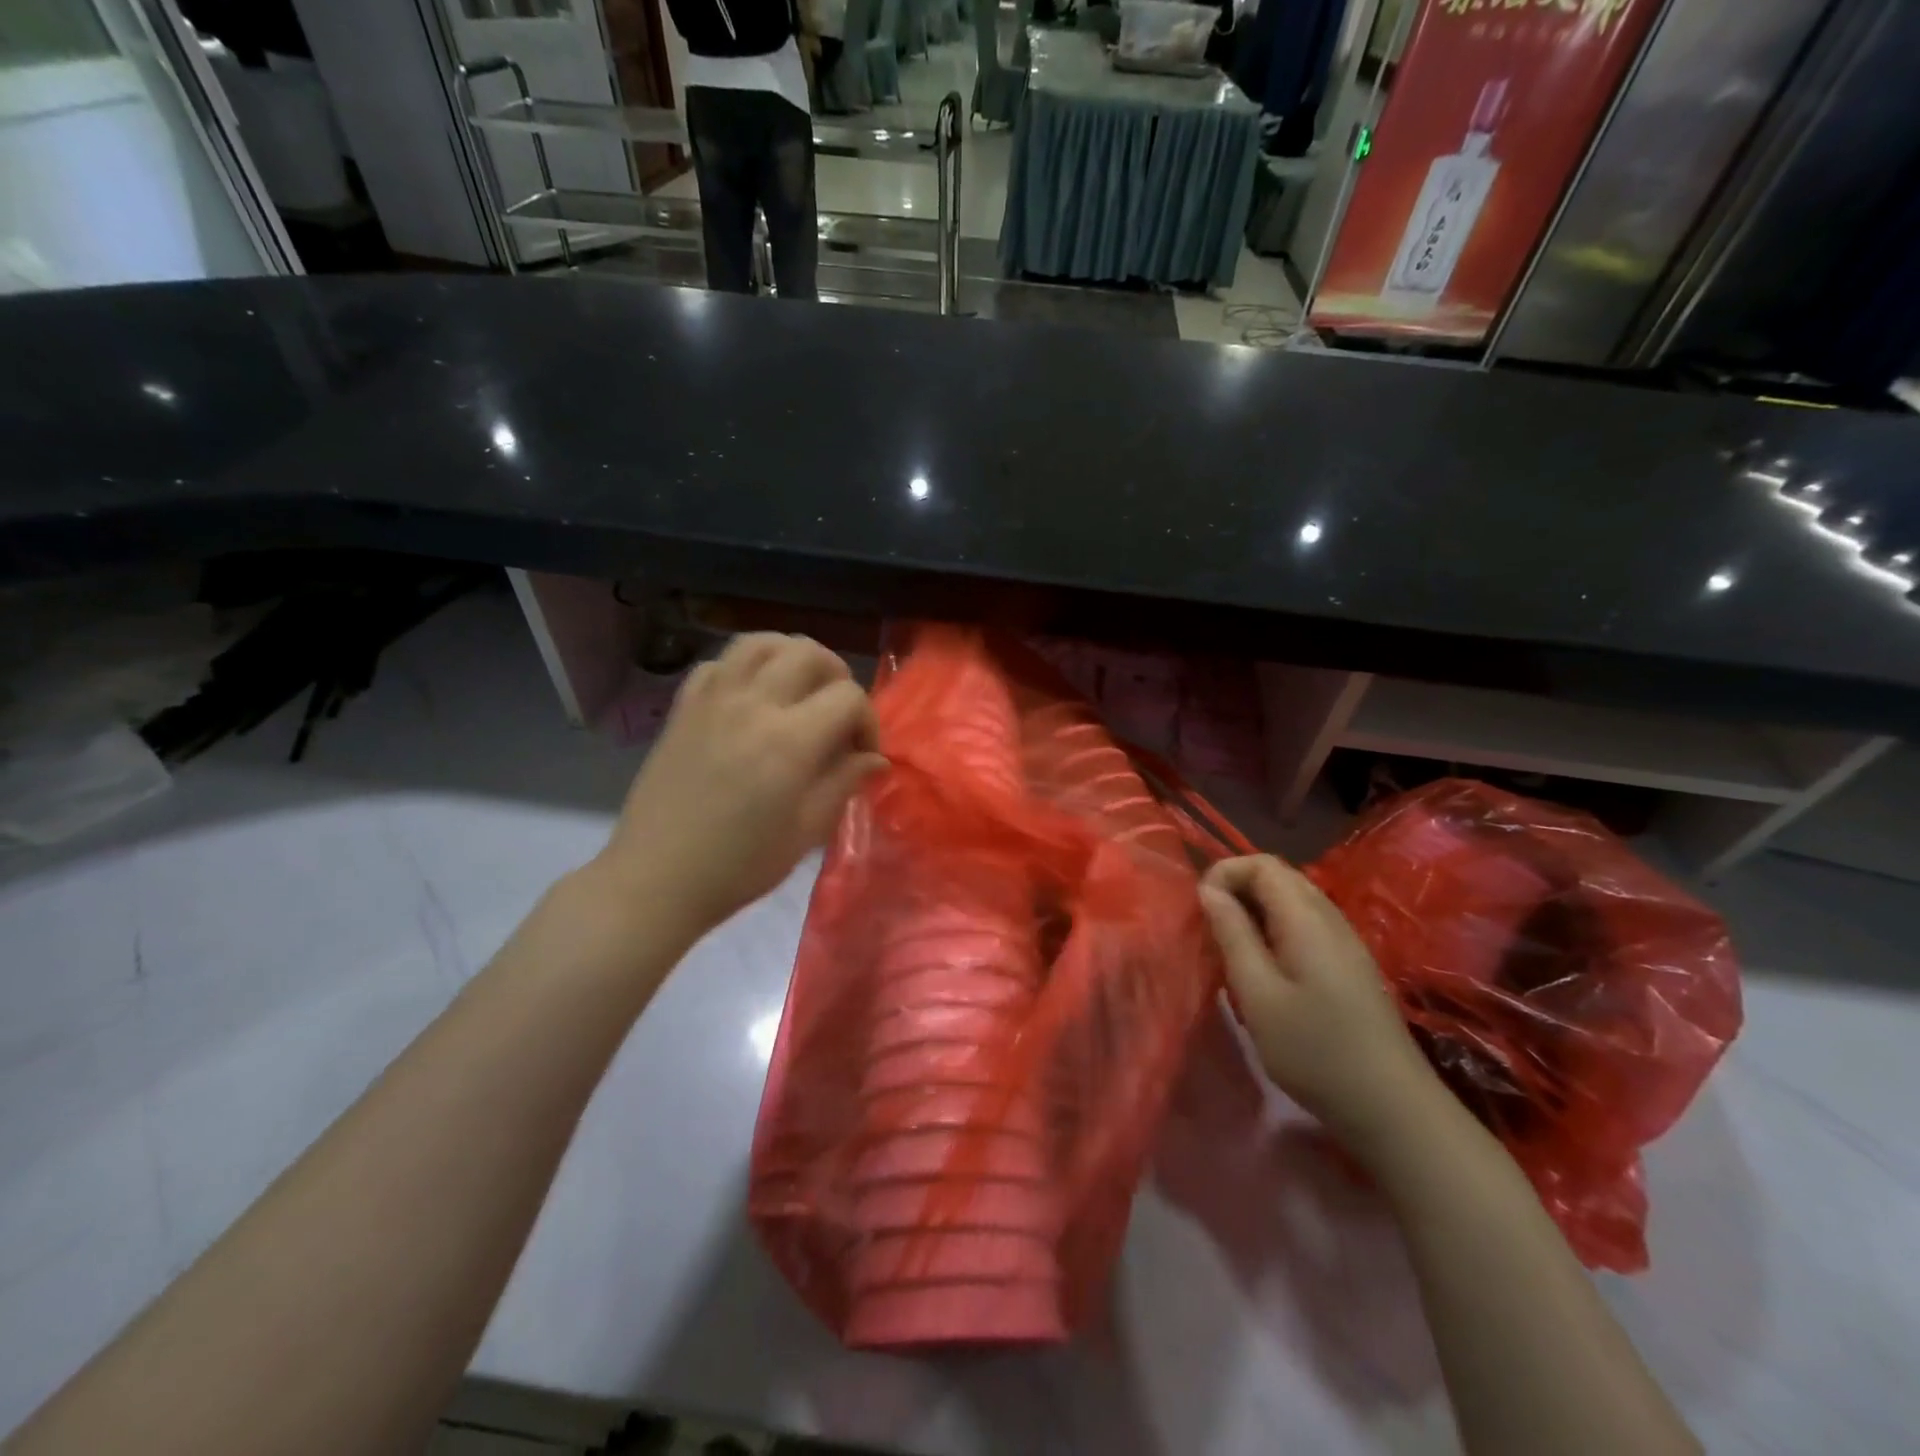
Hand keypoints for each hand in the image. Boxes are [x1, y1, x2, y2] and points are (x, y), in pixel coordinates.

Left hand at [596, 633, 886, 935]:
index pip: (848, 697)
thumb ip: (844, 783)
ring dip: (791, 656)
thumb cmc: (740, 865)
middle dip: (837, 676)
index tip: (862, 755)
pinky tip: (751, 697)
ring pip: (760, 641)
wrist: (657, 879)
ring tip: (799, 688)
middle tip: (837, 713)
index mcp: (789, 741)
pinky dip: (745, 668)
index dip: (867, 721)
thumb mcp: (806, 832)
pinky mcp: (683, 707)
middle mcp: (752, 705)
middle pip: (808, 652)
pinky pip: (719, 663)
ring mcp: (712, 700)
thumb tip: (875, 759)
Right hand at [1200, 855, 1439, 1154]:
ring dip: (1255, 910)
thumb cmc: (1314, 1050)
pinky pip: (1305, 925)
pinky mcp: (1350, 965)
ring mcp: (1345, 942)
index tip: (1201, 907)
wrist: (1392, 1108)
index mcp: (1307, 918)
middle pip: (1280, 877)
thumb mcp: (1258, 993)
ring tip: (1230, 946)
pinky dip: (1275, 929)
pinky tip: (1264, 967)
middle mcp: (1331, 918)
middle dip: (1238, 888)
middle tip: (1211, 925)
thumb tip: (1209, 890)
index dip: (1226, 872)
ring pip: (1293, 901)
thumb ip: (1233, 934)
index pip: (1263, 864)